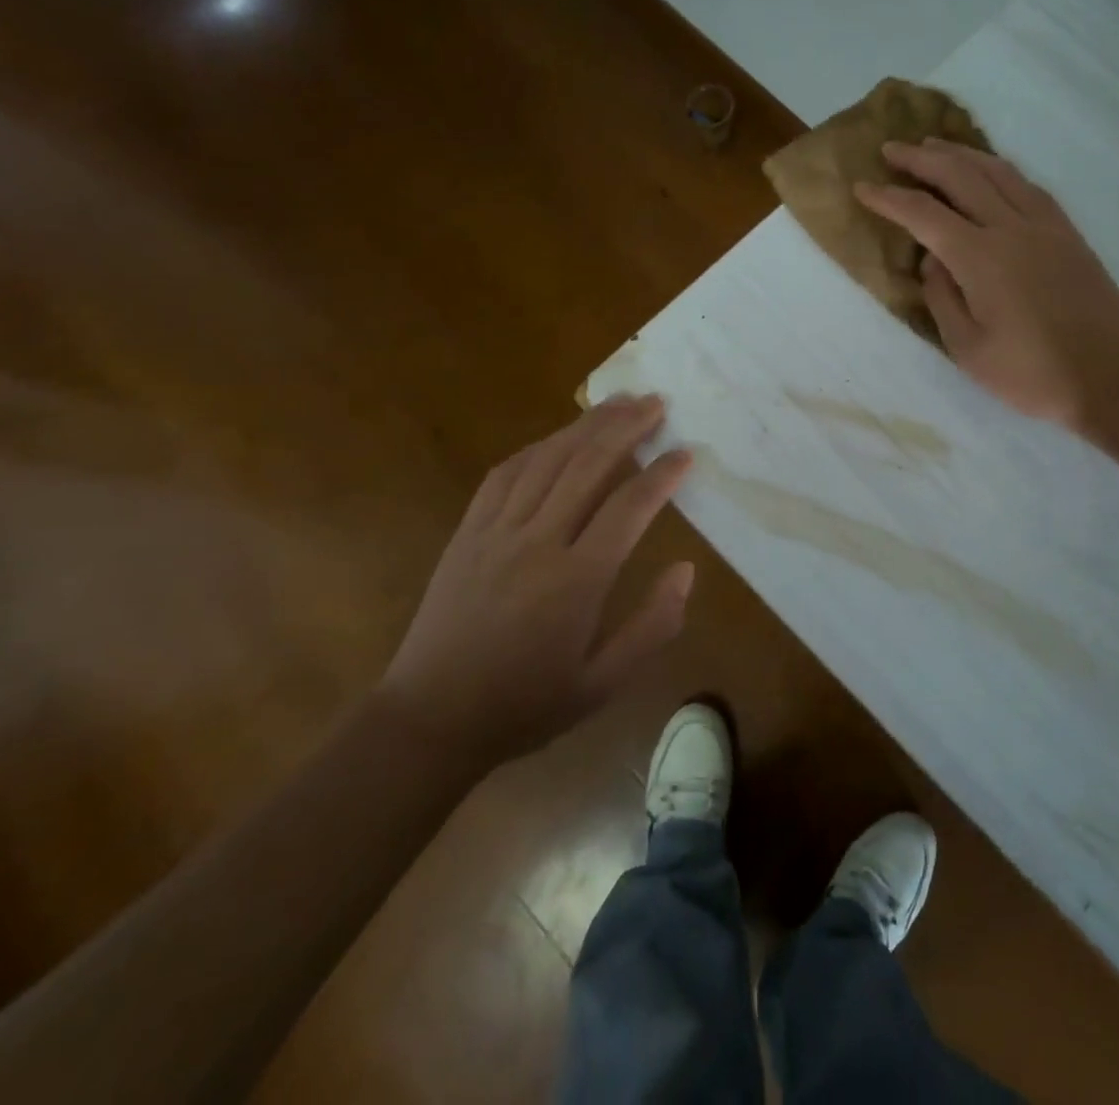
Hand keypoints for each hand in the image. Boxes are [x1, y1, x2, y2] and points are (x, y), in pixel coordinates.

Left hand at [377, 396, 693, 763]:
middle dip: (626, 427)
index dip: (662, 475)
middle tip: (656, 401)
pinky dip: (537, 448)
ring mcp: (497, 531)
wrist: (432, 717)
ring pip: (547, 459)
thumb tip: (686, 570)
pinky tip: (557, 437)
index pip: (629, 507)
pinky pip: (505, 474)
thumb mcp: (603, 684)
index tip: (685, 453)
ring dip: (585, 425)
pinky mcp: (468, 531)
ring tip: (617, 403)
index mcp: (577, 580)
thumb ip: (653, 626)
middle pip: (588, 465)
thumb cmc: (526, 704)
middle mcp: (538, 541)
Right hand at [855, 139, 1118, 435]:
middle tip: (891, 149)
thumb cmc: (1031, 373)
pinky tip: (989, 172)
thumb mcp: (968, 348)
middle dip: (920, 159)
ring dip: (960, 154)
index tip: (862, 187)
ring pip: (997, 171)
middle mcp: (1010, 228)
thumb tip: (932, 261)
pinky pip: (1027, 185)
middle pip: (960, 175)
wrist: (1113, 375)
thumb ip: (942, 298)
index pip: (923, 214)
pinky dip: (998, 169)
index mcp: (979, 258)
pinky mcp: (1067, 233)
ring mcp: (1044, 225)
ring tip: (934, 146)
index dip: (889, 198)